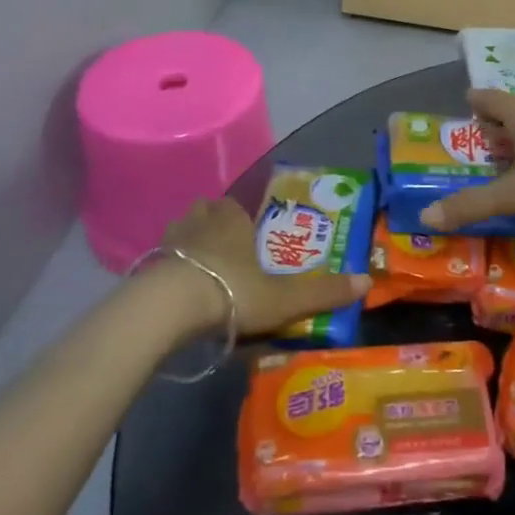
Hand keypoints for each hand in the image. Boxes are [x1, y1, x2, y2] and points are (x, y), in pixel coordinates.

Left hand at [159, 197, 371, 336]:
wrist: (166, 308)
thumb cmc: (230, 292)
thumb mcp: (283, 298)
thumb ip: (322, 292)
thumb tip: (368, 280)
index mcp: (232, 220)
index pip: (236, 206)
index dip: (242, 217)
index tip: (250, 234)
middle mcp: (200, 222)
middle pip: (207, 212)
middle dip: (215, 225)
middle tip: (227, 250)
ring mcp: (169, 242)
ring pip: (182, 232)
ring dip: (191, 244)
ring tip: (202, 269)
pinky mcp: (146, 267)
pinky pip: (161, 260)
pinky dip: (170, 269)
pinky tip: (177, 290)